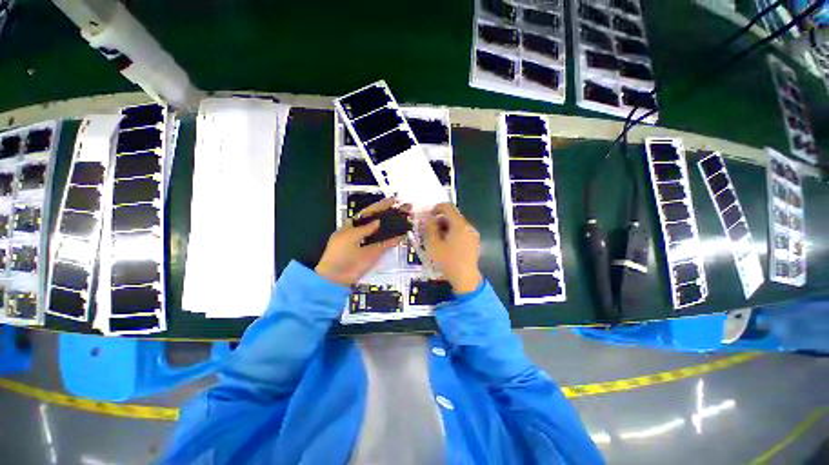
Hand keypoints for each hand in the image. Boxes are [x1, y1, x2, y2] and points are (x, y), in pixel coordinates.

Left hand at [315, 198, 407, 285]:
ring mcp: (371, 242)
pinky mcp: (377, 252)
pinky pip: (388, 244)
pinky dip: (396, 239)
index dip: (381, 205)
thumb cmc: (339, 254)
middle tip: (407, 207)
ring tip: (409, 217)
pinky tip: (405, 233)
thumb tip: (379, 221)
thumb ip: (365, 229)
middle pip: (380, 220)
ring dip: (396, 225)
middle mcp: (365, 231)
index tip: (394, 200)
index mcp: (354, 225)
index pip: (370, 212)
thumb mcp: (349, 237)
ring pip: (386, 231)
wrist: (336, 276)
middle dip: (392, 213)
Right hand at [423, 203, 481, 293]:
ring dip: (445, 228)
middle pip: (452, 216)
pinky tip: (446, 245)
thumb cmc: (447, 261)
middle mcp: (468, 227)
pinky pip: (461, 232)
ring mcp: (473, 235)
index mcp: (459, 224)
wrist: (465, 279)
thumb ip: (429, 227)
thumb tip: (426, 216)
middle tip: (429, 231)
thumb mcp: (433, 244)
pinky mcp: (474, 243)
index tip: (427, 218)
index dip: (436, 208)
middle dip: (439, 220)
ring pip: (457, 225)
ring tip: (436, 240)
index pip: (448, 207)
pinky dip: (452, 233)